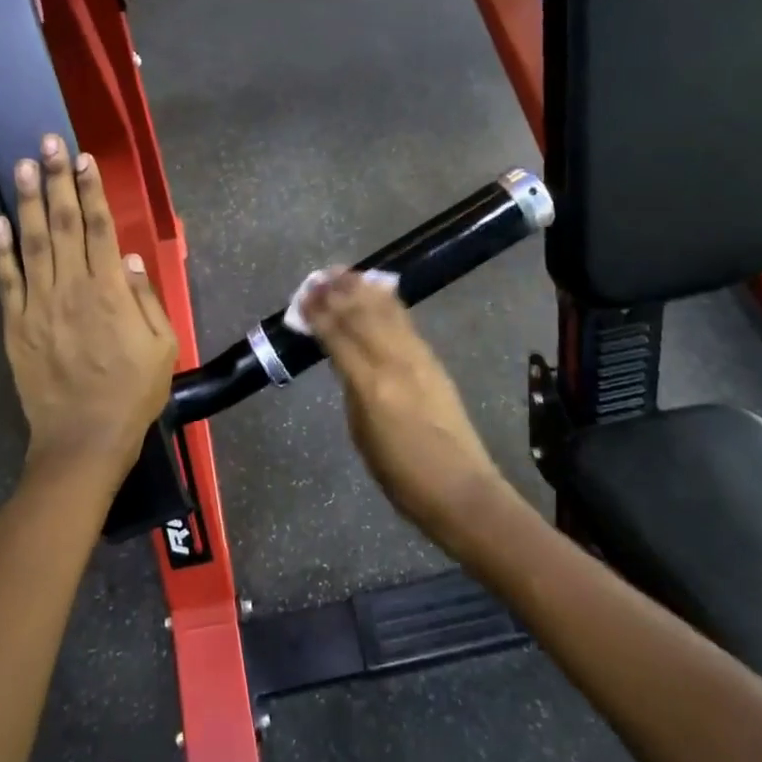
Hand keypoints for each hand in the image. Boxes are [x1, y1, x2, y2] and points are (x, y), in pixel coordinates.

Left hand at [0, 135, 177, 496]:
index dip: (91, 191)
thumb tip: (125, 258)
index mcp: (109, 293)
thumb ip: (145, 299)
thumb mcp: (162, 347)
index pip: (98, 228)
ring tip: (23, 165)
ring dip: (28, 202)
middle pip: (63, 224)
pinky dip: (1, 250)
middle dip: (57, 180)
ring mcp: (38, 306)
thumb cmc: (132, 393)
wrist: (83, 440)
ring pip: (32, 243)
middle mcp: (71, 289)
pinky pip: (7, 281)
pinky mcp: (16, 326)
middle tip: (48, 142)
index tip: (84, 159)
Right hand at [302, 270, 510, 537]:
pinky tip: (379, 288)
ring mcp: (418, 357)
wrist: (460, 488)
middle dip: (337, 293)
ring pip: (385, 312)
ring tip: (343, 272)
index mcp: (370, 386)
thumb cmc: (401, 476)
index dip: (318, 314)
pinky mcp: (434, 360)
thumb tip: (344, 360)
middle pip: (361, 316)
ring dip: (361, 289)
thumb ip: (352, 390)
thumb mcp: (361, 435)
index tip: (302, 296)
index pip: (338, 337)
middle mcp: (394, 361)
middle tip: (317, 277)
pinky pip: (405, 321)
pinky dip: (388, 301)